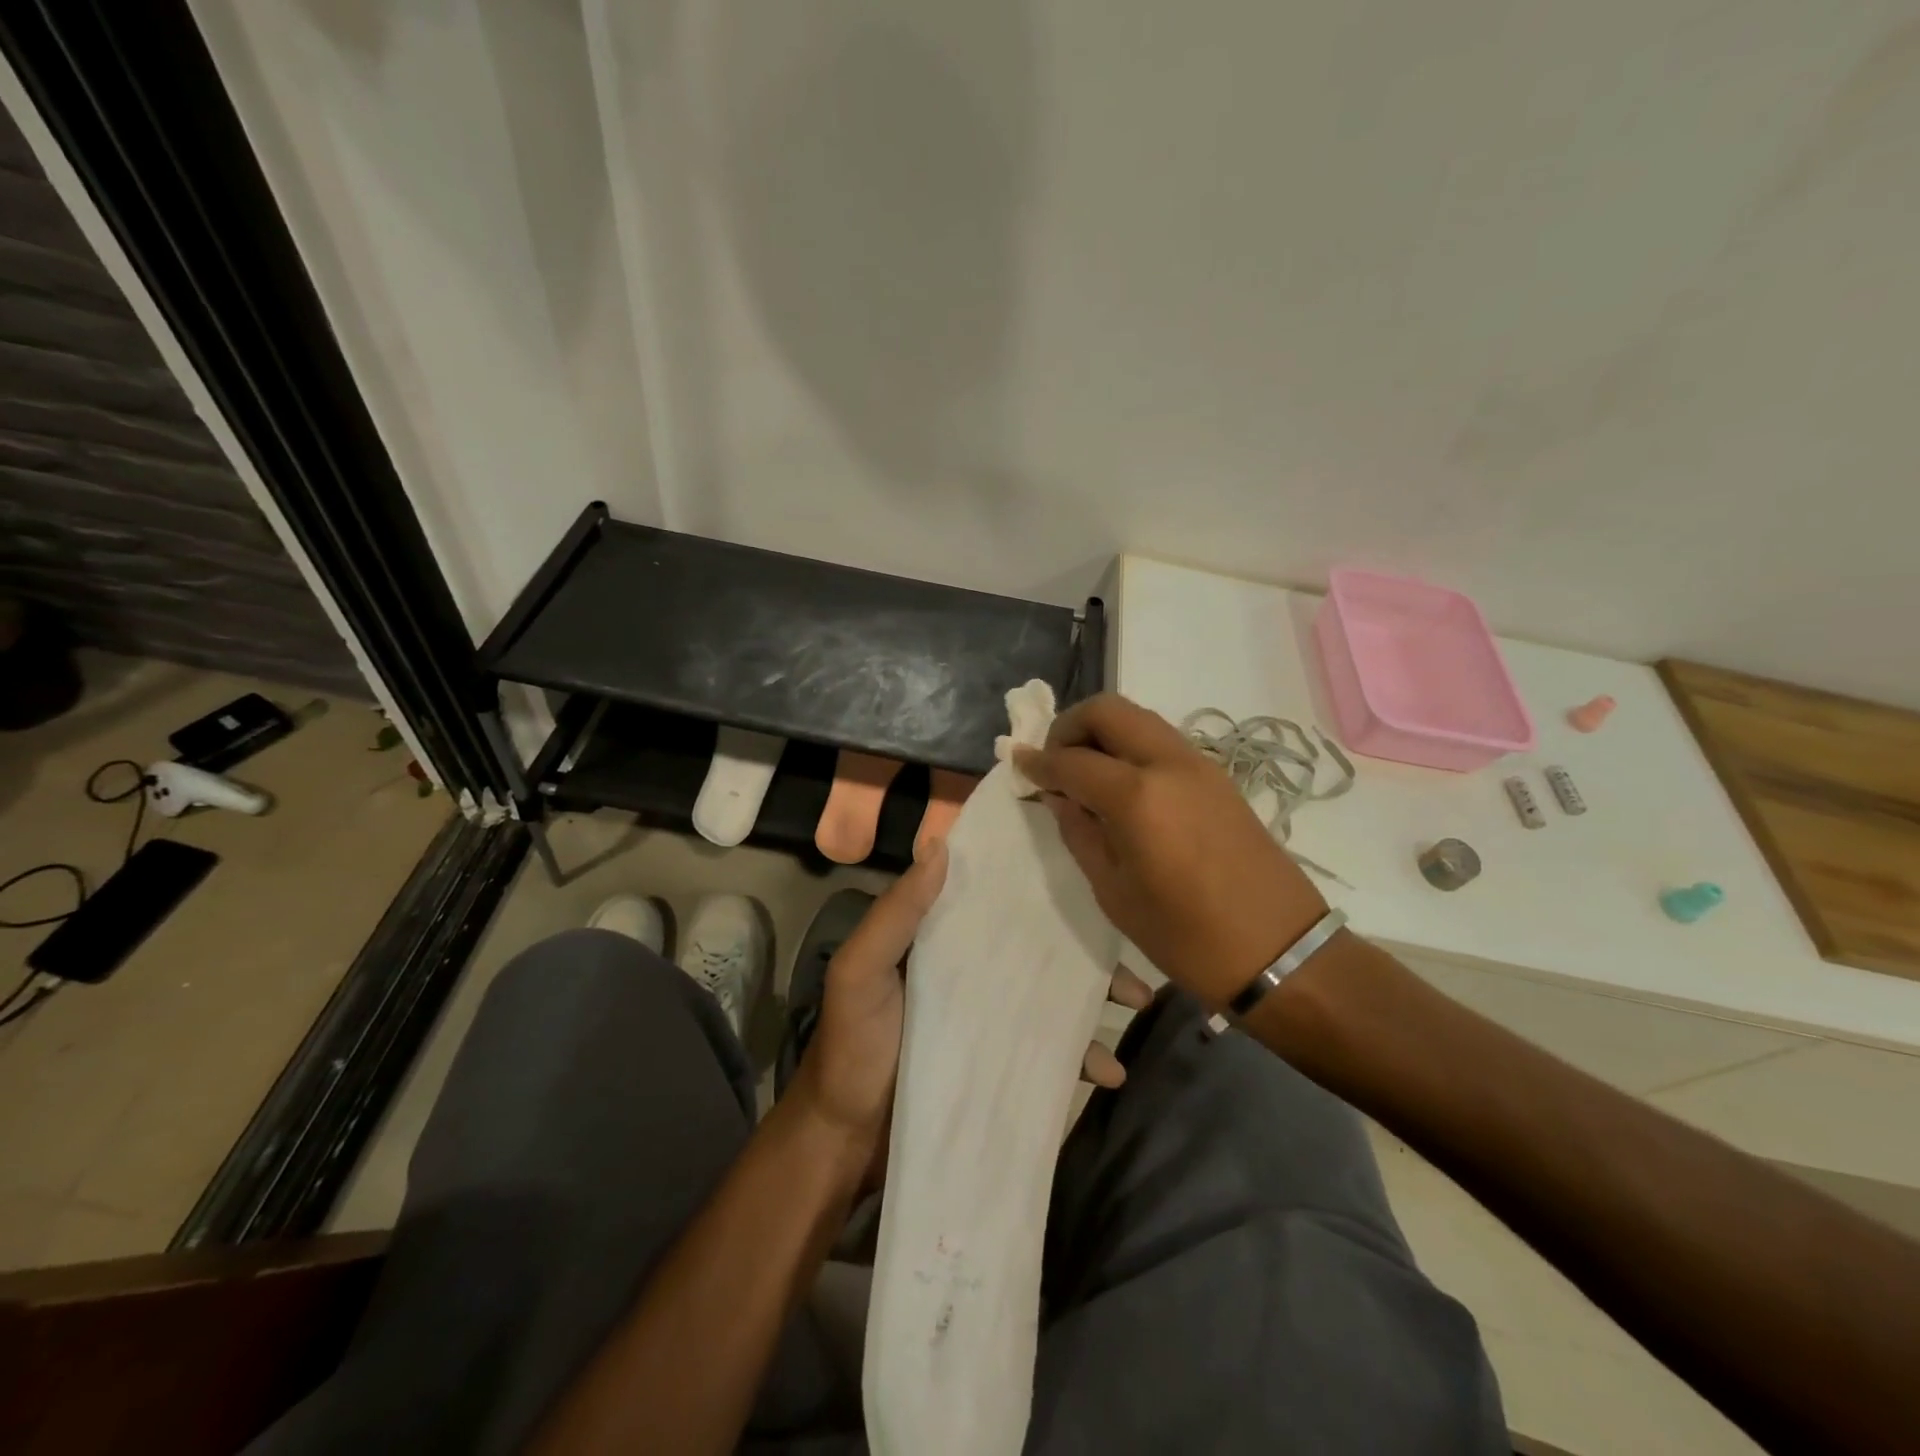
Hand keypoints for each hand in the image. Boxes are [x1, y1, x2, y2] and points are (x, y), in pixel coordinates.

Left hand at [792, 836, 1156, 1189]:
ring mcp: (990, 1018)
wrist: (847, 1141)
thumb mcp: (860, 972)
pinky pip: (1051, 1051)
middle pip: (1039, 947)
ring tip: (1137, 1005)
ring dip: (1097, 998)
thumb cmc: (852, 1046)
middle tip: (1129, 952)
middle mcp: (972, 969)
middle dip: (1088, 947)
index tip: (1089, 873)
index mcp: (942, 938)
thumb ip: (896, 914)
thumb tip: (940, 846)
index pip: (996, 897)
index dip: (1039, 884)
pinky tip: (1110, 1072)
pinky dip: (1083, 1057)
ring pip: (1054, 995)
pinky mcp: (1001, 1063)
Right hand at [1014, 692, 1329, 1007]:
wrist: (1279, 951)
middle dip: (1070, 726)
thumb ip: (1080, 832)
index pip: (1072, 759)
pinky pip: (1162, 741)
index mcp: (1137, 797)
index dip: (1038, 761)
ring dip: (1104, 732)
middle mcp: (1168, 764)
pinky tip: (1122, 787)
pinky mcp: (1218, 777)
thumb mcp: (1114, 892)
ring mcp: (1200, 765)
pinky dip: (1132, 747)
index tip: (1018, 765)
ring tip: (1084, 773)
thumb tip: (1058, 795)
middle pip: (1108, 710)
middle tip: (1054, 762)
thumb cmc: (1185, 936)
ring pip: (1139, 719)